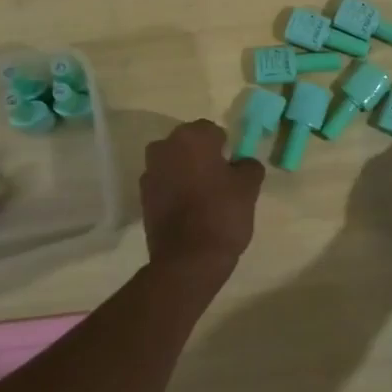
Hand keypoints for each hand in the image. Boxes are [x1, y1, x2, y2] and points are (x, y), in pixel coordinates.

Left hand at [140, 119, 264, 288]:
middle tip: (221, 181)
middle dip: (203, 157)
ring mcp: (150, 172)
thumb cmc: (222, 214)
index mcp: (191, 137)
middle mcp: (164, 146)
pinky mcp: (143, 196)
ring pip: (175, 163)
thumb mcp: (248, 187)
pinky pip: (165, 184)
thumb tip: (242, 162)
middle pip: (190, 144)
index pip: (213, 131)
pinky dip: (175, 190)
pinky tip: (189, 211)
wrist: (188, 260)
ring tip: (204, 198)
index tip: (233, 169)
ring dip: (187, 172)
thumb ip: (249, 165)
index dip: (226, 149)